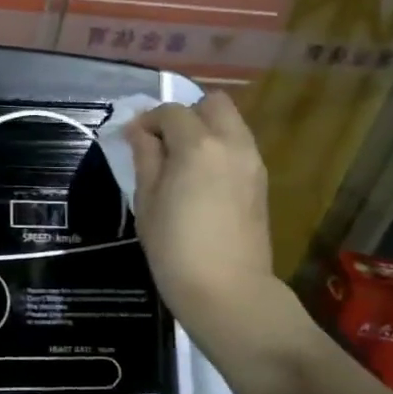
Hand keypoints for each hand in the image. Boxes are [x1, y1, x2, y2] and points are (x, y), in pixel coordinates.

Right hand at [126, 92, 278, 324]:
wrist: (226, 290)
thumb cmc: (174, 247)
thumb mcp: (146, 200)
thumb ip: (145, 157)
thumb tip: (139, 132)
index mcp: (198, 145)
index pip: (171, 111)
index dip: (147, 120)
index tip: (132, 139)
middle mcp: (232, 143)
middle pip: (213, 103)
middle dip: (185, 113)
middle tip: (163, 142)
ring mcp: (252, 161)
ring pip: (231, 122)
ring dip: (205, 129)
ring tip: (180, 161)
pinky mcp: (260, 181)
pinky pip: (239, 146)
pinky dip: (219, 148)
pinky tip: (200, 178)